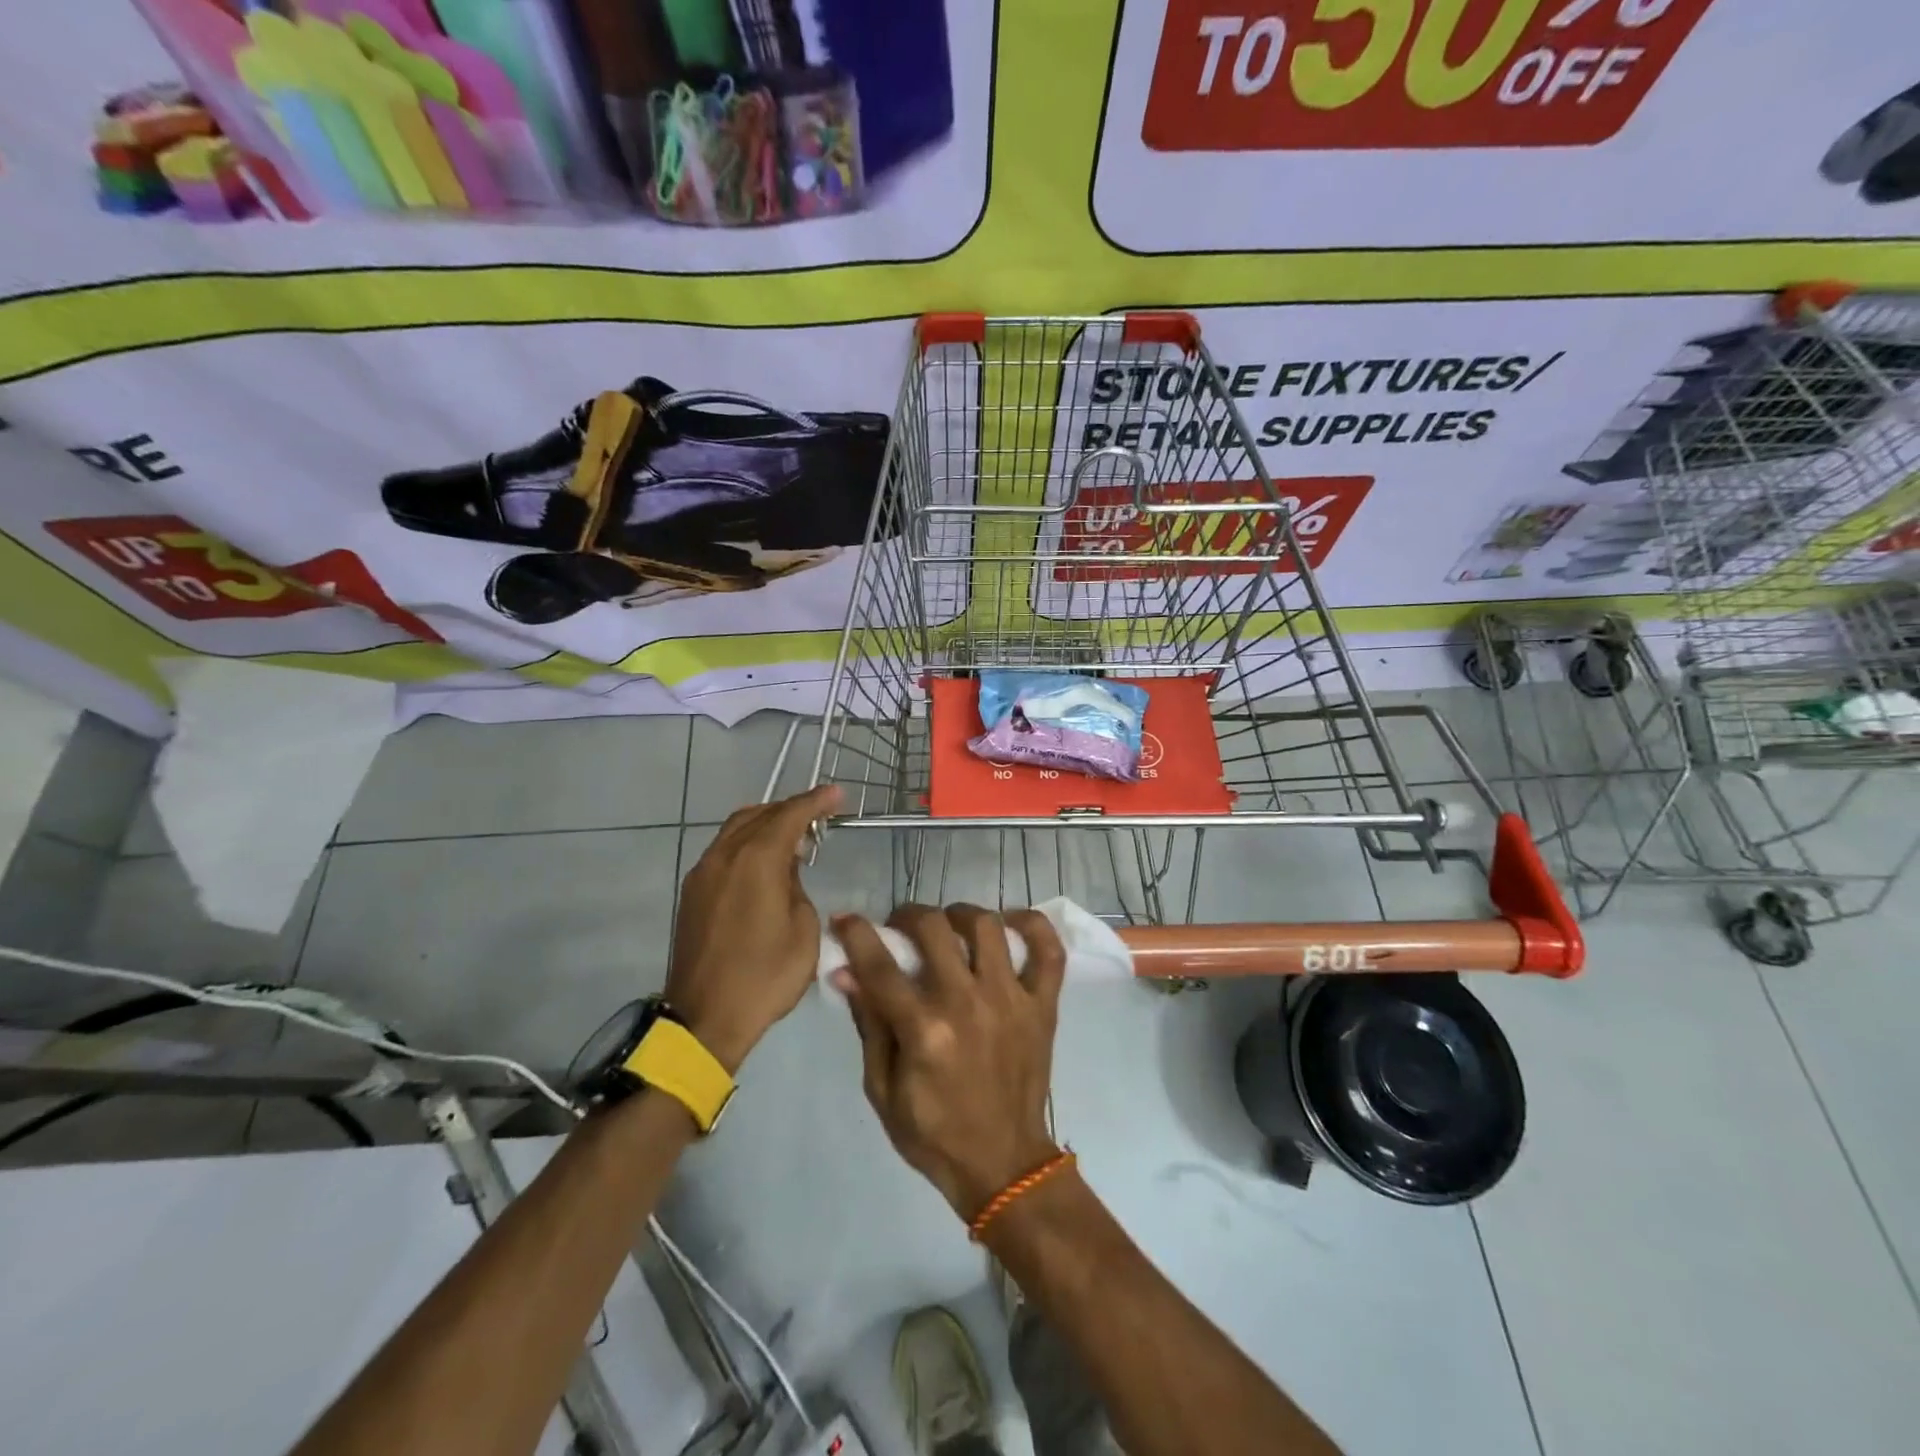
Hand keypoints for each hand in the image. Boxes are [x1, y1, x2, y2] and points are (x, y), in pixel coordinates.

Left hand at [667, 785, 839, 1071]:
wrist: (705, 1018)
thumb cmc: (765, 976)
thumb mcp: (804, 930)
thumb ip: (797, 888)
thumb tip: (786, 873)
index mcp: (756, 860)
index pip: (790, 815)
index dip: (816, 801)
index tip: (837, 794)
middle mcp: (725, 856)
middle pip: (759, 814)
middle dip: (791, 809)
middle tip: (820, 815)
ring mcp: (703, 873)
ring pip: (736, 829)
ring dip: (767, 824)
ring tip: (795, 837)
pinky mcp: (693, 892)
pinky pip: (724, 850)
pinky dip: (748, 843)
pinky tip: (766, 862)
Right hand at [832, 904, 1066, 1220]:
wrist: (1003, 1164)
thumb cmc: (933, 1133)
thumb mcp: (882, 1089)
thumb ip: (869, 1024)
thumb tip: (846, 972)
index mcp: (924, 1032)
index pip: (881, 966)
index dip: (856, 934)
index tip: (845, 919)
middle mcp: (968, 1004)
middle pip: (934, 929)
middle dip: (908, 916)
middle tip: (901, 927)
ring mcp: (1011, 1000)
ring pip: (987, 926)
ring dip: (959, 915)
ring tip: (949, 928)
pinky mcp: (1043, 1005)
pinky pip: (1049, 950)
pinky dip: (1032, 925)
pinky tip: (1009, 924)